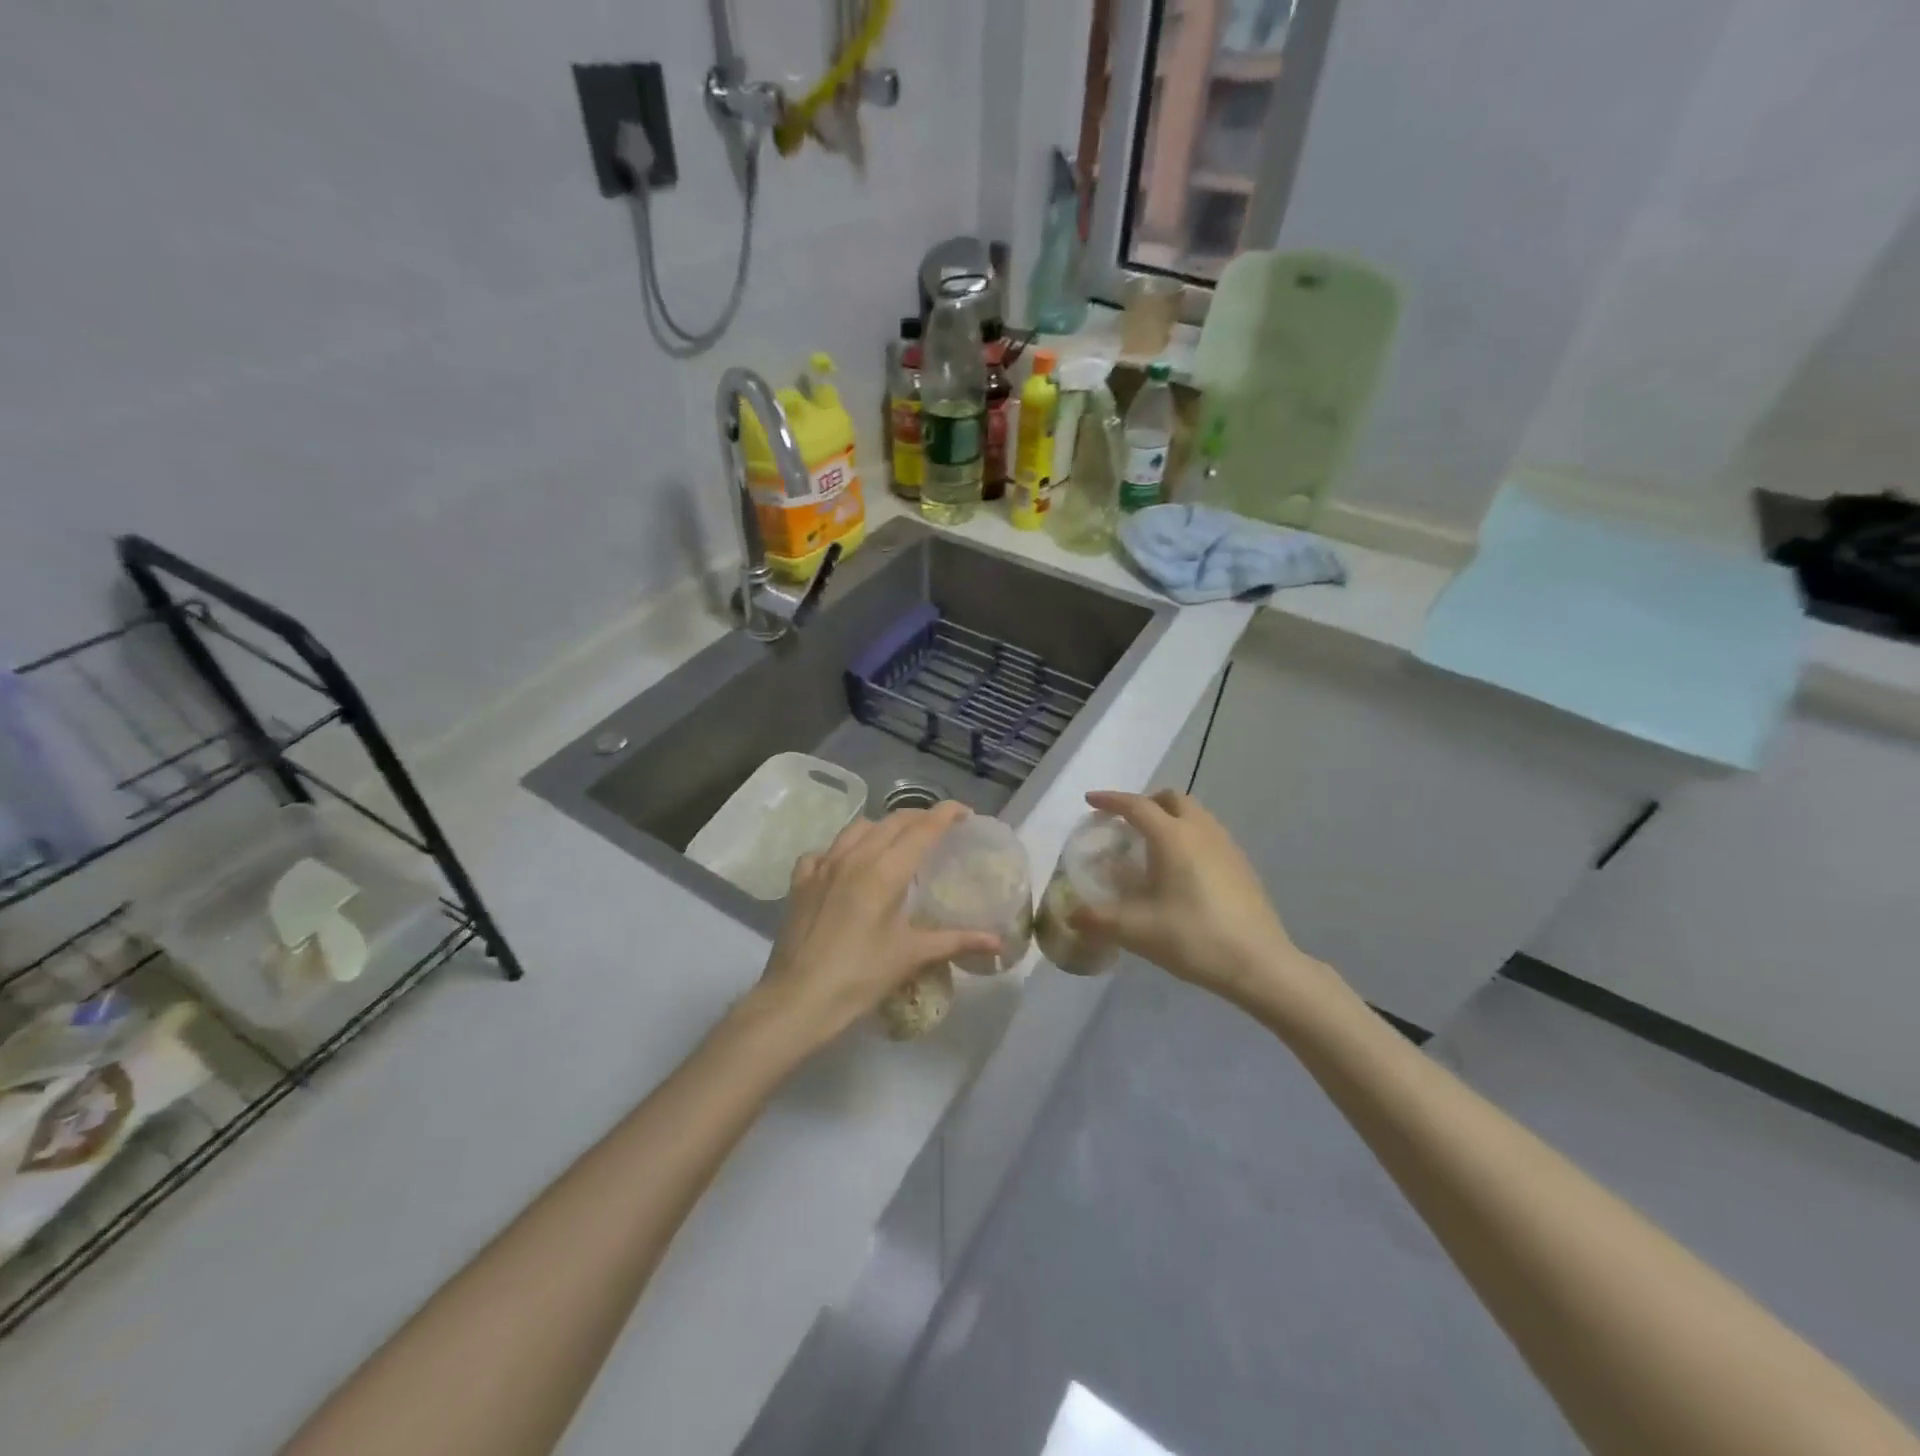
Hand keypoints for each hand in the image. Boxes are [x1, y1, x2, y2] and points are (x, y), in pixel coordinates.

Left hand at [745, 802, 1000, 1053]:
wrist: (798, 999)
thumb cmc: (861, 977)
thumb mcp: (912, 956)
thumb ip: (957, 941)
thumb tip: (998, 943)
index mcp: (885, 870)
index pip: (923, 829)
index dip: (946, 815)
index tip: (965, 812)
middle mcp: (855, 857)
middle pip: (892, 821)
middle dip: (919, 818)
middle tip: (939, 829)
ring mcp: (823, 865)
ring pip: (858, 828)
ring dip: (882, 827)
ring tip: (896, 843)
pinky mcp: (801, 881)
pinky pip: (825, 850)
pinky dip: (842, 849)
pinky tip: (847, 866)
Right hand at [1069, 789, 1328, 1008]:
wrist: (1260, 964)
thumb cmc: (1194, 938)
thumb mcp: (1136, 931)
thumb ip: (1097, 920)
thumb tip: (1070, 916)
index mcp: (1172, 837)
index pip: (1136, 805)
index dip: (1111, 800)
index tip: (1090, 801)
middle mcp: (1201, 831)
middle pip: (1171, 799)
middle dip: (1145, 803)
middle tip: (1126, 824)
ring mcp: (1227, 846)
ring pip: (1195, 814)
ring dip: (1170, 818)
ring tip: (1152, 846)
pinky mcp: (1242, 865)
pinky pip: (1209, 834)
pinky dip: (1188, 836)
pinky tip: (1182, 871)